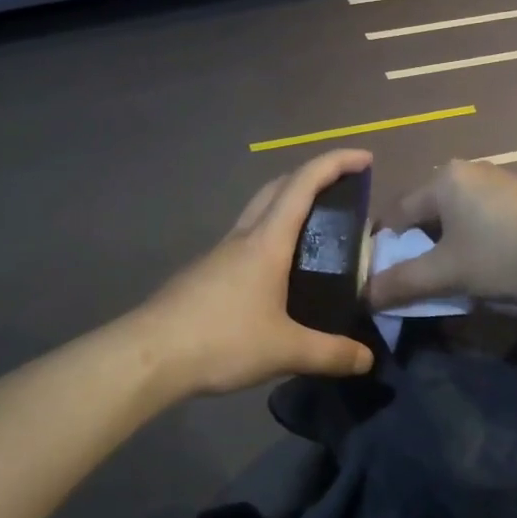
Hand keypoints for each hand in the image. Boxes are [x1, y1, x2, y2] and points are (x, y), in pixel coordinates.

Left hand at [139, 149, 376, 395]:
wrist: (149, 354)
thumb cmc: (221, 339)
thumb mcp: (285, 350)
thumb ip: (330, 353)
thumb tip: (367, 359)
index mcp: (266, 242)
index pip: (303, 184)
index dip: (335, 163)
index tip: (364, 158)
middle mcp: (242, 237)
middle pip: (277, 188)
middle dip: (311, 177)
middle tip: (341, 193)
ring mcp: (219, 253)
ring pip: (257, 213)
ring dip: (287, 208)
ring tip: (315, 236)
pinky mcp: (204, 273)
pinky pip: (244, 242)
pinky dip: (269, 239)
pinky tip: (277, 275)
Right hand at [366, 160, 516, 308]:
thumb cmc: (503, 255)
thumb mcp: (446, 273)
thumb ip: (401, 282)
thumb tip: (363, 296)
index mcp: (443, 178)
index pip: (396, 212)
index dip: (384, 246)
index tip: (380, 274)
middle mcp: (468, 170)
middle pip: (426, 211)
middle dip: (417, 245)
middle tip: (415, 276)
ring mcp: (499, 180)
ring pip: (455, 215)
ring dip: (446, 244)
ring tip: (449, 274)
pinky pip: (482, 216)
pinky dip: (473, 238)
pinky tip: (485, 262)